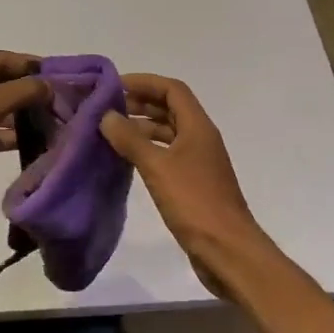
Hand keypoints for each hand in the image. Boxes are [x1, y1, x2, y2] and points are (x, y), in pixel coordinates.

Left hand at [0, 51, 49, 220]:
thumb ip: (22, 91)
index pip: (0, 58)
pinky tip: (31, 140)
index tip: (62, 75)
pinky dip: (6, 132)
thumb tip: (50, 84)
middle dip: (27, 91)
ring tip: (52, 119)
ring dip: (20, 113)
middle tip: (60, 99)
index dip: (31, 66)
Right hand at [99, 74, 271, 289]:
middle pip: (170, 108)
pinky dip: (147, 150)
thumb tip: (106, 115)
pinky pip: (167, 155)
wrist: (227, 250)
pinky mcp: (193, 183)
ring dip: (142, 127)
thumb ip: (131, 139)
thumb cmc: (195, 202)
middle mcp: (200, 138)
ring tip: (110, 131)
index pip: (172, 90)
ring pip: (168, 133)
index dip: (144, 82)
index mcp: (198, 127)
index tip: (114, 86)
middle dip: (140, 103)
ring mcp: (198, 162)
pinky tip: (126, 159)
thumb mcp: (158, 167)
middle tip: (106, 107)